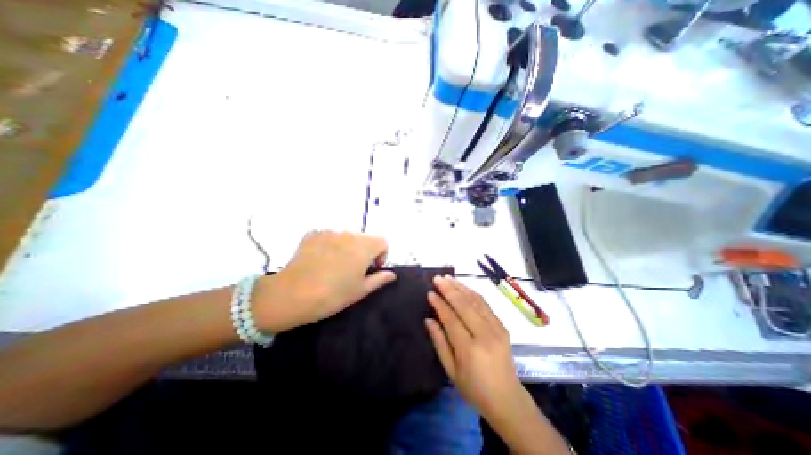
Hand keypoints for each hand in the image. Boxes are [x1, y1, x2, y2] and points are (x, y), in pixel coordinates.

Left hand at [253, 232, 395, 332]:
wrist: (291, 295)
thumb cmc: (332, 295)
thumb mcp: (360, 291)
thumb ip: (379, 279)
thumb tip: (391, 274)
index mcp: (365, 247)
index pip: (383, 241)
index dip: (381, 255)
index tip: (372, 269)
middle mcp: (349, 234)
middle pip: (365, 238)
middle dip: (364, 251)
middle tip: (353, 270)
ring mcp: (330, 232)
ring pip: (347, 237)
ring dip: (347, 248)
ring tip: (335, 266)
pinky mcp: (313, 234)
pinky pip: (329, 237)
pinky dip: (330, 245)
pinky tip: (320, 260)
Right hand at [426, 276, 543, 429]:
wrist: (508, 399)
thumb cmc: (474, 388)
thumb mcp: (451, 371)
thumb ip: (439, 343)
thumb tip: (428, 319)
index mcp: (469, 349)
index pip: (451, 319)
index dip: (439, 304)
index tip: (430, 292)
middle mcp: (485, 335)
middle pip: (464, 306)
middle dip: (449, 290)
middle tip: (437, 278)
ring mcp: (497, 329)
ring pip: (476, 301)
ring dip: (461, 287)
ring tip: (448, 278)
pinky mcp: (503, 326)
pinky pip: (486, 305)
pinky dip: (473, 293)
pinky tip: (464, 287)